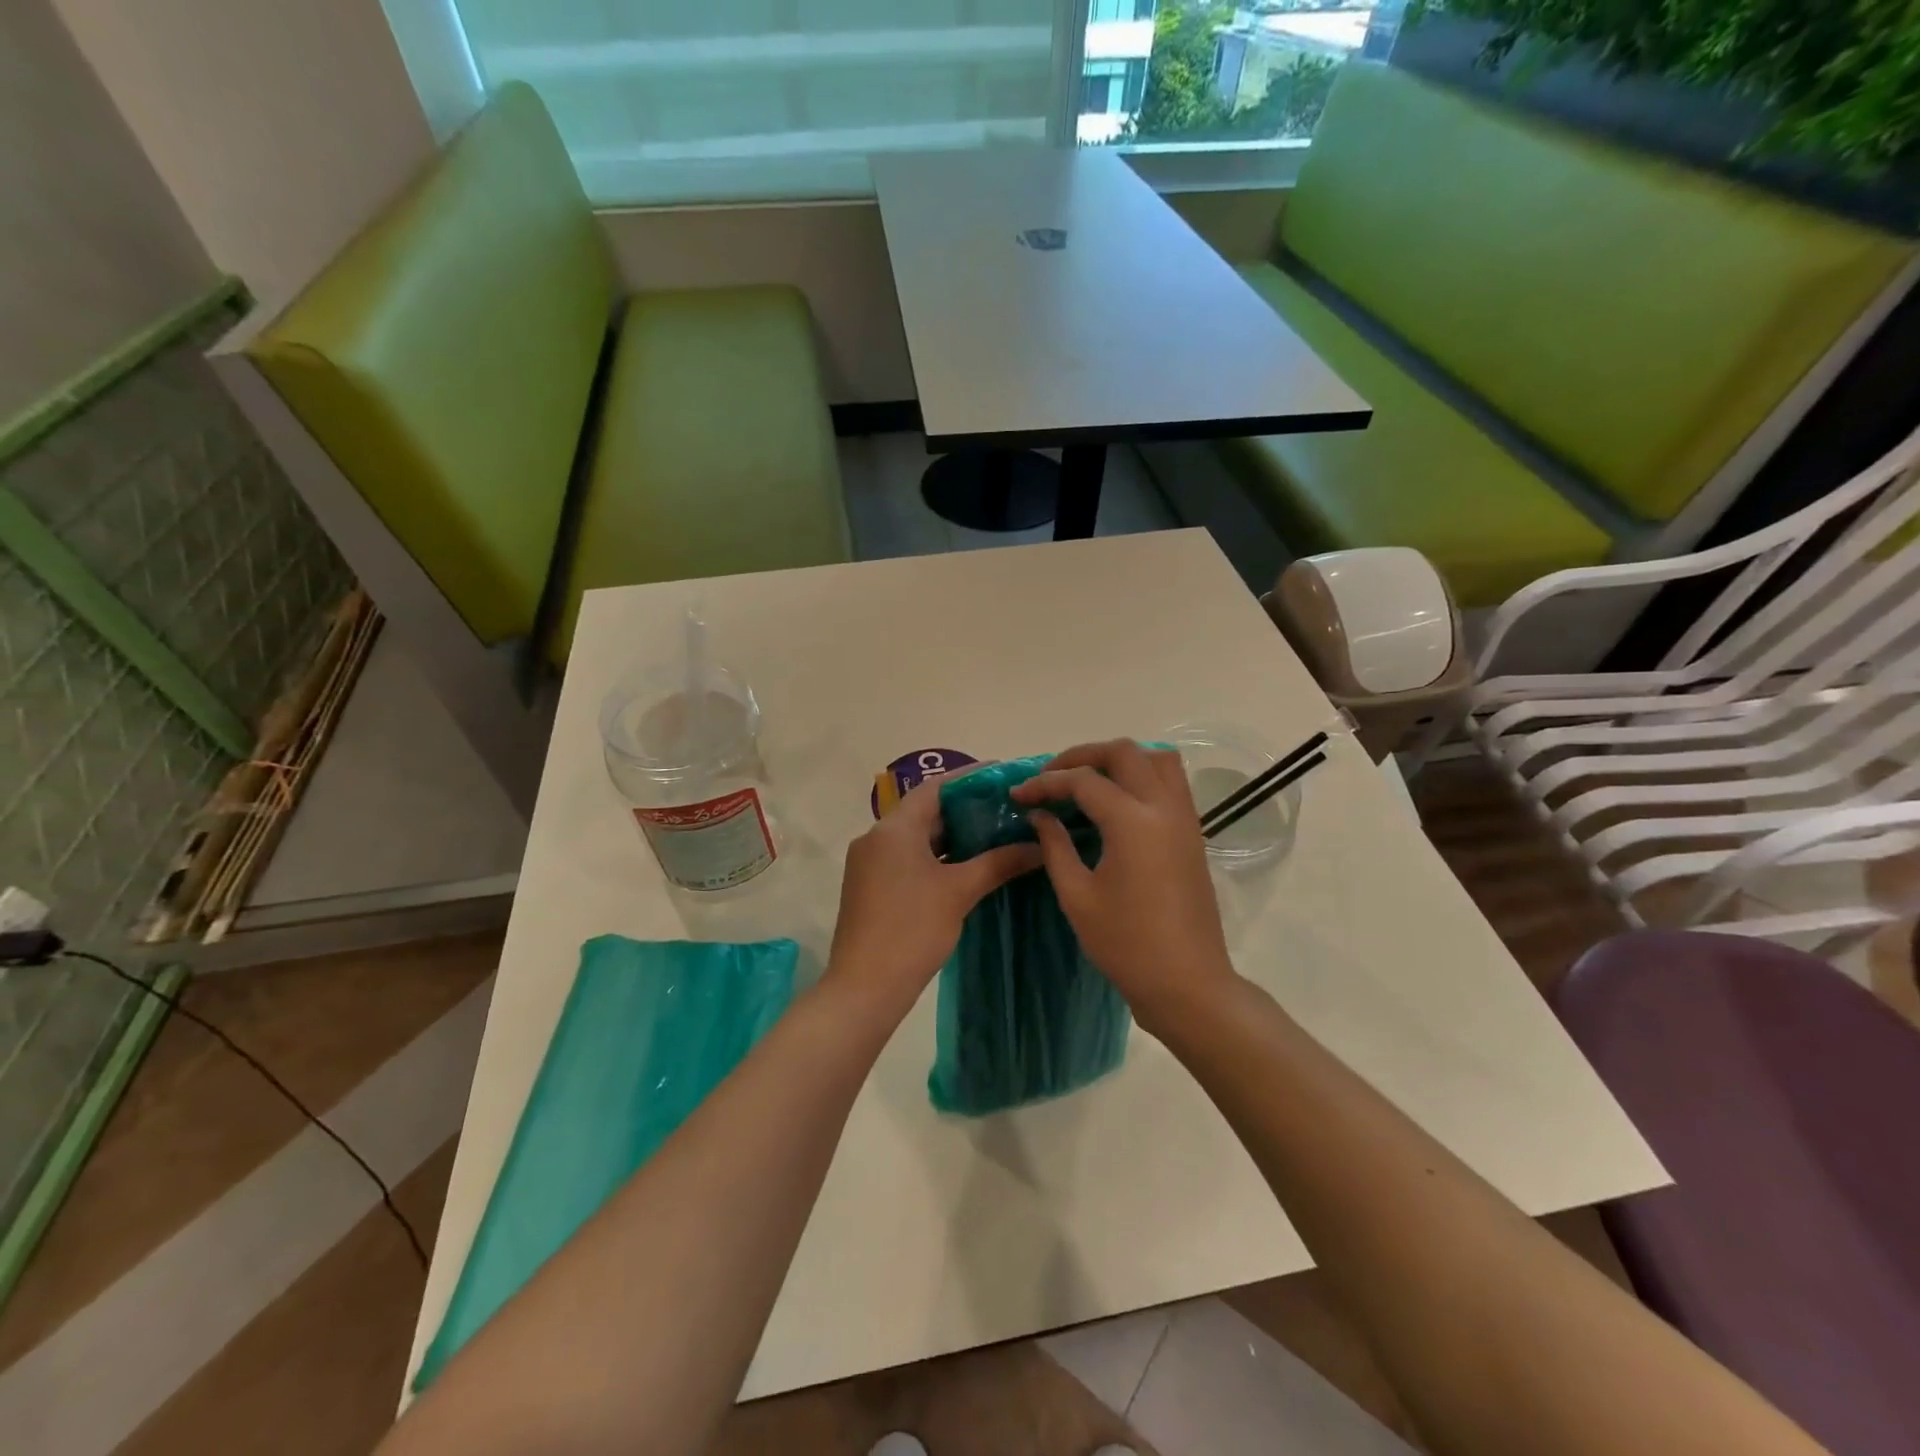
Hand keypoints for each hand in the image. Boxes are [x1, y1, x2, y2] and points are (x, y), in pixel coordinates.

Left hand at [826, 775, 1041, 1022]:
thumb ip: (999, 862)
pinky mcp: (871, 886)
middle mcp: (876, 837)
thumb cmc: (912, 930)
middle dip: (964, 808)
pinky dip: (937, 856)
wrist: (864, 988)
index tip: (1001, 774)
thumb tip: (1038, 846)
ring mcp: (870, 863)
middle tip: (1005, 806)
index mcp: (893, 829)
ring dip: (952, 834)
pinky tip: (967, 864)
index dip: (969, 778)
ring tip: (994, 832)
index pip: (934, 787)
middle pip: (925, 811)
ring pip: (916, 837)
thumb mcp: (960, 892)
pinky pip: (908, 857)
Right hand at [1012, 739, 1238, 1034]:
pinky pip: (1170, 783)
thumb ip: (1055, 846)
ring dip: (1120, 759)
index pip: (1082, 781)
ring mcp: (1185, 819)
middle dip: (1082, 756)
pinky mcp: (1193, 834)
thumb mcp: (1077, 896)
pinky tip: (1115, 803)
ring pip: (1157, 759)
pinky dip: (1141, 776)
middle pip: (1124, 752)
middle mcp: (1163, 808)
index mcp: (1132, 822)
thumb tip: (1040, 815)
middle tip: (1052, 776)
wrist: (1187, 983)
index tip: (1018, 795)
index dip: (1045, 783)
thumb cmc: (1126, 944)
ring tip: (1088, 781)